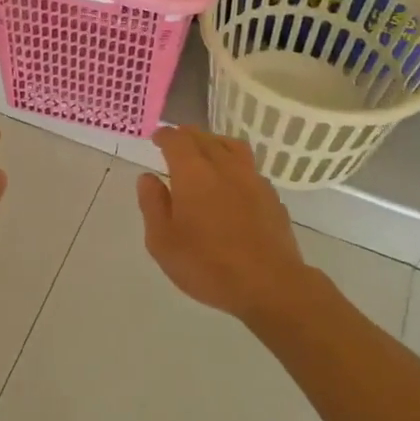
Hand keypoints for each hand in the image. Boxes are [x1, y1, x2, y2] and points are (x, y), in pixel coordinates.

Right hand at [136, 128, 310, 322]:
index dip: (165, 135)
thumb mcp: (163, 242)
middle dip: (187, 136)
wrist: (270, 285)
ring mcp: (253, 180)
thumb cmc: (207, 265)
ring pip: (232, 147)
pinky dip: (235, 166)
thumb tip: (148, 178)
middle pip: (205, 138)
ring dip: (214, 143)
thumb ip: (152, 205)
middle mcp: (224, 167)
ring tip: (206, 153)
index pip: (177, 140)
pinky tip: (232, 184)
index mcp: (193, 173)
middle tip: (176, 142)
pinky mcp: (271, 196)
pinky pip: (249, 168)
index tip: (157, 138)